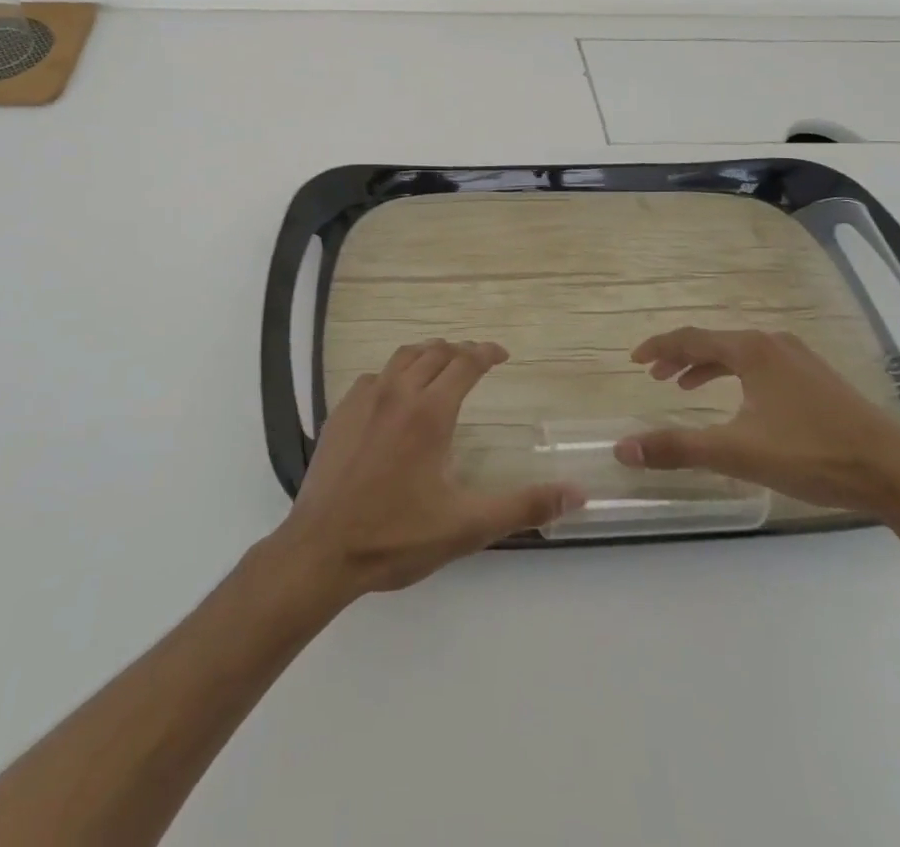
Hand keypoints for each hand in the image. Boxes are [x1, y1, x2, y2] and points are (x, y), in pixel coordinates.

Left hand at [268, 339, 584, 598]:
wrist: (321, 549)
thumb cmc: (396, 536)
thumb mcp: (467, 526)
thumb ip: (524, 506)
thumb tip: (578, 494)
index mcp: (429, 412)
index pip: (464, 363)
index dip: (486, 352)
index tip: (502, 354)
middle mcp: (396, 393)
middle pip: (434, 353)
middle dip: (459, 351)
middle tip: (476, 360)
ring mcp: (363, 400)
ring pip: (401, 357)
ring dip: (427, 354)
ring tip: (441, 364)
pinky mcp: (339, 413)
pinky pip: (373, 376)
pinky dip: (393, 373)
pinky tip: (395, 394)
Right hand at [614, 328, 899, 514]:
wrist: (896, 473)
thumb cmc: (812, 454)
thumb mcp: (737, 453)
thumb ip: (678, 447)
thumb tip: (623, 448)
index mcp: (751, 350)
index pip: (690, 338)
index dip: (659, 348)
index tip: (634, 360)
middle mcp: (773, 344)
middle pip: (714, 342)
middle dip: (681, 358)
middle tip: (655, 377)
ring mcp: (800, 360)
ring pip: (740, 354)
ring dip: (708, 367)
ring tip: (686, 387)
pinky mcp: (818, 379)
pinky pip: (762, 366)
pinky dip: (736, 376)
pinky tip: (741, 402)